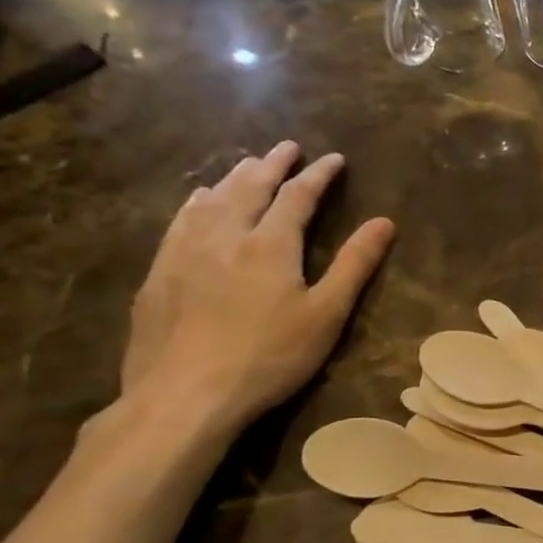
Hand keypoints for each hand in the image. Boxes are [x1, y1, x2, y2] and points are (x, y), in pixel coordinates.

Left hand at [120, 142, 393, 436]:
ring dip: (234, 177)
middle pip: (249, 187)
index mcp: (270, 245)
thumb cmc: (269, 356)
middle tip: (287, 147)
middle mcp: (225, 236)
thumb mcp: (326, 314)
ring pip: (211, 199)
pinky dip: (197, 201)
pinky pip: (180, 221)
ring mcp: (184, 252)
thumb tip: (384, 222)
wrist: (184, 395)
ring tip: (247, 164)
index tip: (335, 159)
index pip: (298, 196)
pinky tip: (198, 201)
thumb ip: (355, 265)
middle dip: (272, 164)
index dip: (318, 175)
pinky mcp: (158, 273)